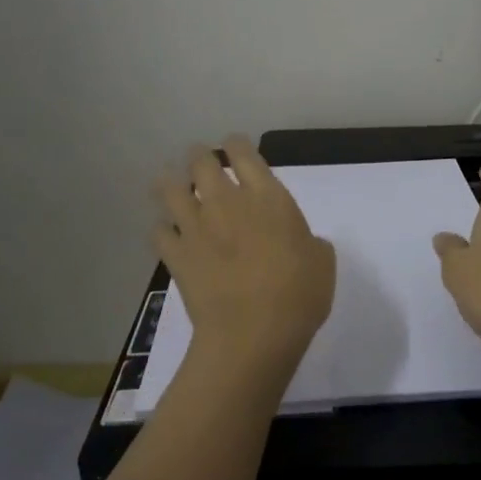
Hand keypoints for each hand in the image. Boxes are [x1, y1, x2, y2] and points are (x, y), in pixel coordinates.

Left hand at [154, 136, 335, 369]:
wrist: (252, 334)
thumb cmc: (298, 295)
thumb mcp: (322, 262)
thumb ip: (309, 242)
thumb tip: (300, 242)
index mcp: (267, 197)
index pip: (243, 153)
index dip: (236, 145)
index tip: (235, 147)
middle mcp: (226, 202)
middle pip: (201, 162)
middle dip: (199, 157)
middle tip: (201, 161)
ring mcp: (195, 227)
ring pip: (170, 188)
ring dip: (171, 183)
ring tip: (173, 185)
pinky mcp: (175, 255)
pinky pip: (158, 231)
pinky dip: (162, 228)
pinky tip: (167, 232)